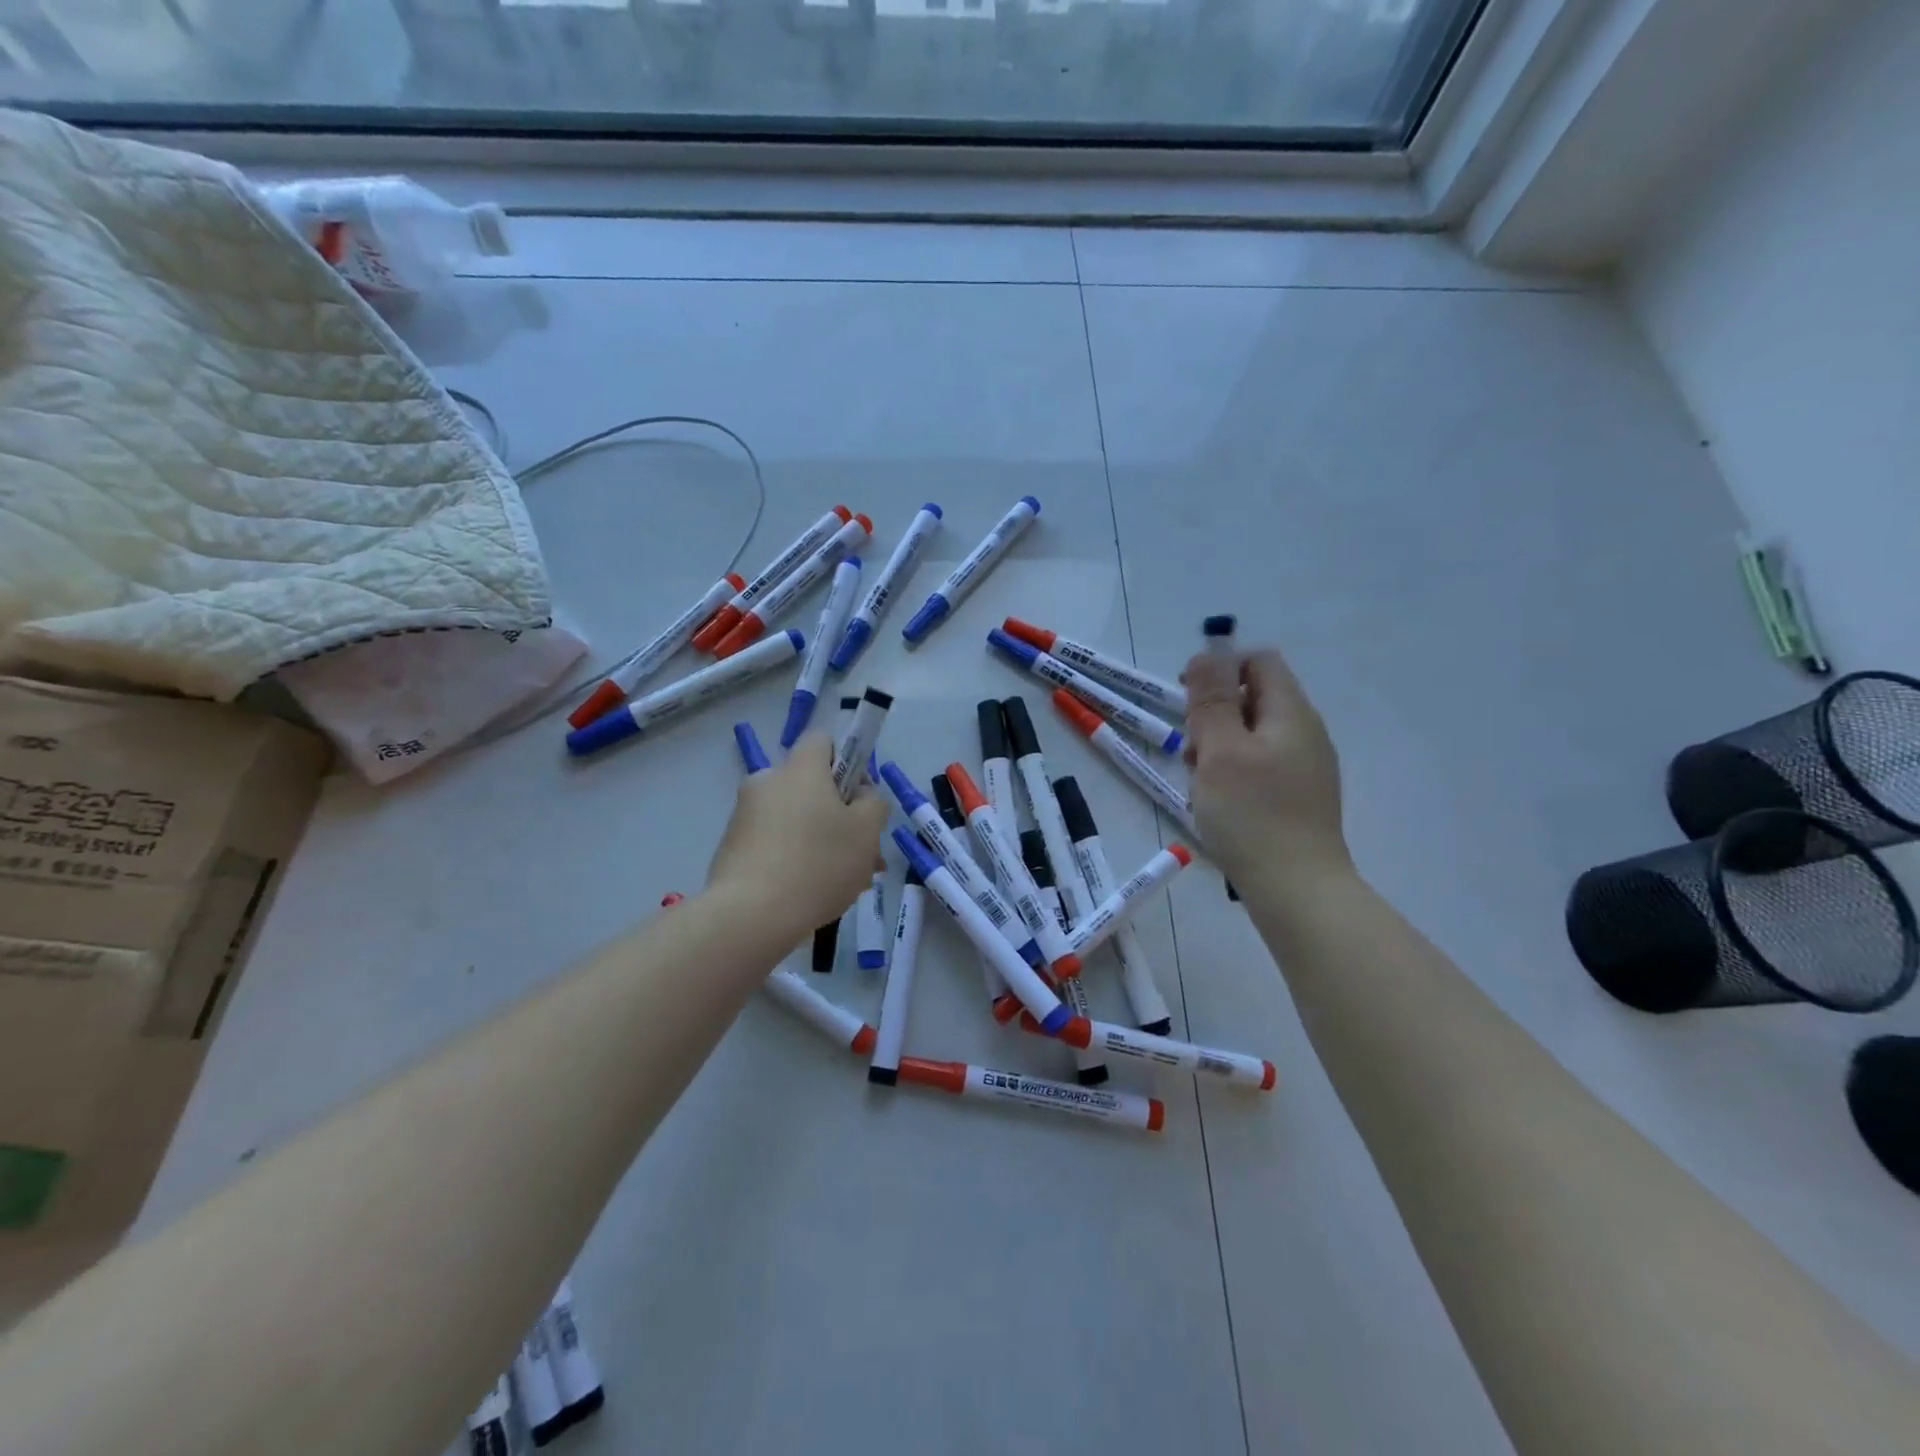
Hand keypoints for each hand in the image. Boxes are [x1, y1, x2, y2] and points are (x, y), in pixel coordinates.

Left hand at [705, 733, 887, 933]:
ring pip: (795, 819)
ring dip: (820, 841)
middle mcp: (767, 782)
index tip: (859, 798)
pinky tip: (812, 894)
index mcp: (800, 769)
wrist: (750, 915)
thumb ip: (874, 803)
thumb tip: (861, 796)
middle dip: (839, 815)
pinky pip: (774, 843)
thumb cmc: (818, 863)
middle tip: (863, 854)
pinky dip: (794, 859)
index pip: (822, 741)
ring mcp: (744, 816)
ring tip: (844, 883)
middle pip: (811, 786)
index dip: (846, 762)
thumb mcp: (867, 831)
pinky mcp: (731, 848)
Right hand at [1183, 647, 1347, 881]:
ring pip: (1253, 735)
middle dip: (1214, 714)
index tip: (1187, 700)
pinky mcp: (1299, 797)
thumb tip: (1208, 654)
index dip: (1219, 669)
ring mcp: (1306, 768)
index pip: (1259, 662)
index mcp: (1291, 714)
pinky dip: (1234, 772)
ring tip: (1201, 783)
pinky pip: (1261, 766)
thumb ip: (1212, 699)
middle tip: (1192, 751)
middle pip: (1254, 698)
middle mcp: (1305, 734)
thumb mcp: (1220, 750)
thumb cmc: (1252, 815)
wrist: (1298, 891)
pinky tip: (1219, 803)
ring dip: (1219, 747)